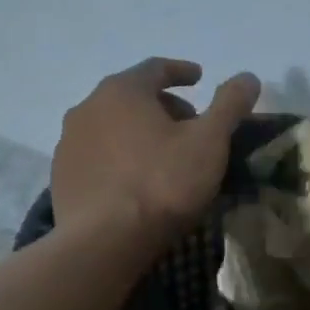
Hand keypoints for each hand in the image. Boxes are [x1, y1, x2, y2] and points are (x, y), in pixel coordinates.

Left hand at [52, 59, 260, 248]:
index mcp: (123, 90)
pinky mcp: (60, 176)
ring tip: (161, 155)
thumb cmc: (162, 183)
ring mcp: (69, 143)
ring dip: (137, 132)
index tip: (199, 79)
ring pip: (111, 126)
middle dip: (162, 106)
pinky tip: (133, 181)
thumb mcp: (209, 141)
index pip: (155, 68)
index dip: (181, 71)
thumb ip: (230, 104)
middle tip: (188, 126)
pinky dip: (118, 158)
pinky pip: (96, 155)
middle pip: (131, 96)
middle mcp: (88, 107)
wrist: (104, 241)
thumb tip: (248, 76)